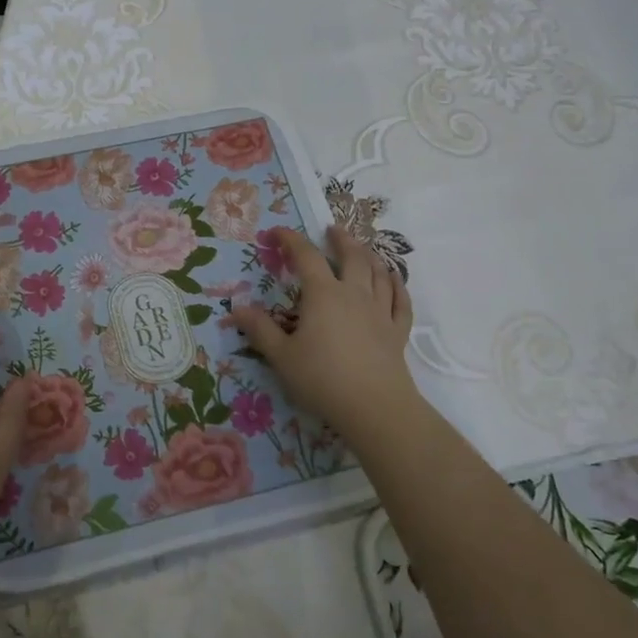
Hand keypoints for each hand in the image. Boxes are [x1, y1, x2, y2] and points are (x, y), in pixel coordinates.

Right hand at [230, 226, 418, 436]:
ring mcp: (380, 312)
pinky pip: (401, 301)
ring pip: (379, 274)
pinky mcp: (397, 332)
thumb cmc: (322, 379)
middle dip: (341, 239)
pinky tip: (393, 278)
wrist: (375, 407)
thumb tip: (237, 308)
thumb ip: (260, 330)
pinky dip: (397, 285)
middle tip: (332, 229)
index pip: (306, 257)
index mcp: (323, 295)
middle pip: (352, 257)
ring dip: (369, 256)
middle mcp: (354, 295)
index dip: (291, 240)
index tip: (277, 232)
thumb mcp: (281, 356)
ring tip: (362, 248)